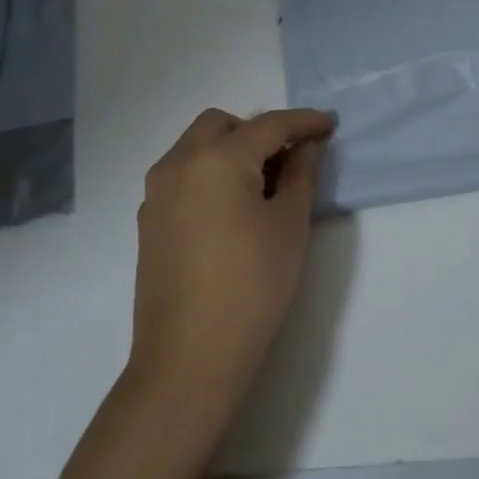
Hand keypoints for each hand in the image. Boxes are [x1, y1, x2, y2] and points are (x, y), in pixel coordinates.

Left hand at [128, 107, 335, 420]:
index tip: (330, 124)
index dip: (303, 121)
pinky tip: (234, 210)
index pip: (268, 125)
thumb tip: (306, 147)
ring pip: (197, 148)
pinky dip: (211, 174)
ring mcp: (156, 193)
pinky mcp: (149, 221)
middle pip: (222, 125)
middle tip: (291, 159)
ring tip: (265, 187)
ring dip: (232, 151)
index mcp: (216, 159)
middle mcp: (178, 164)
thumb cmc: (252, 286)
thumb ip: (301, 175)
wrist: (190, 357)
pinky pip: (183, 176)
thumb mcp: (289, 225)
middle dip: (259, 131)